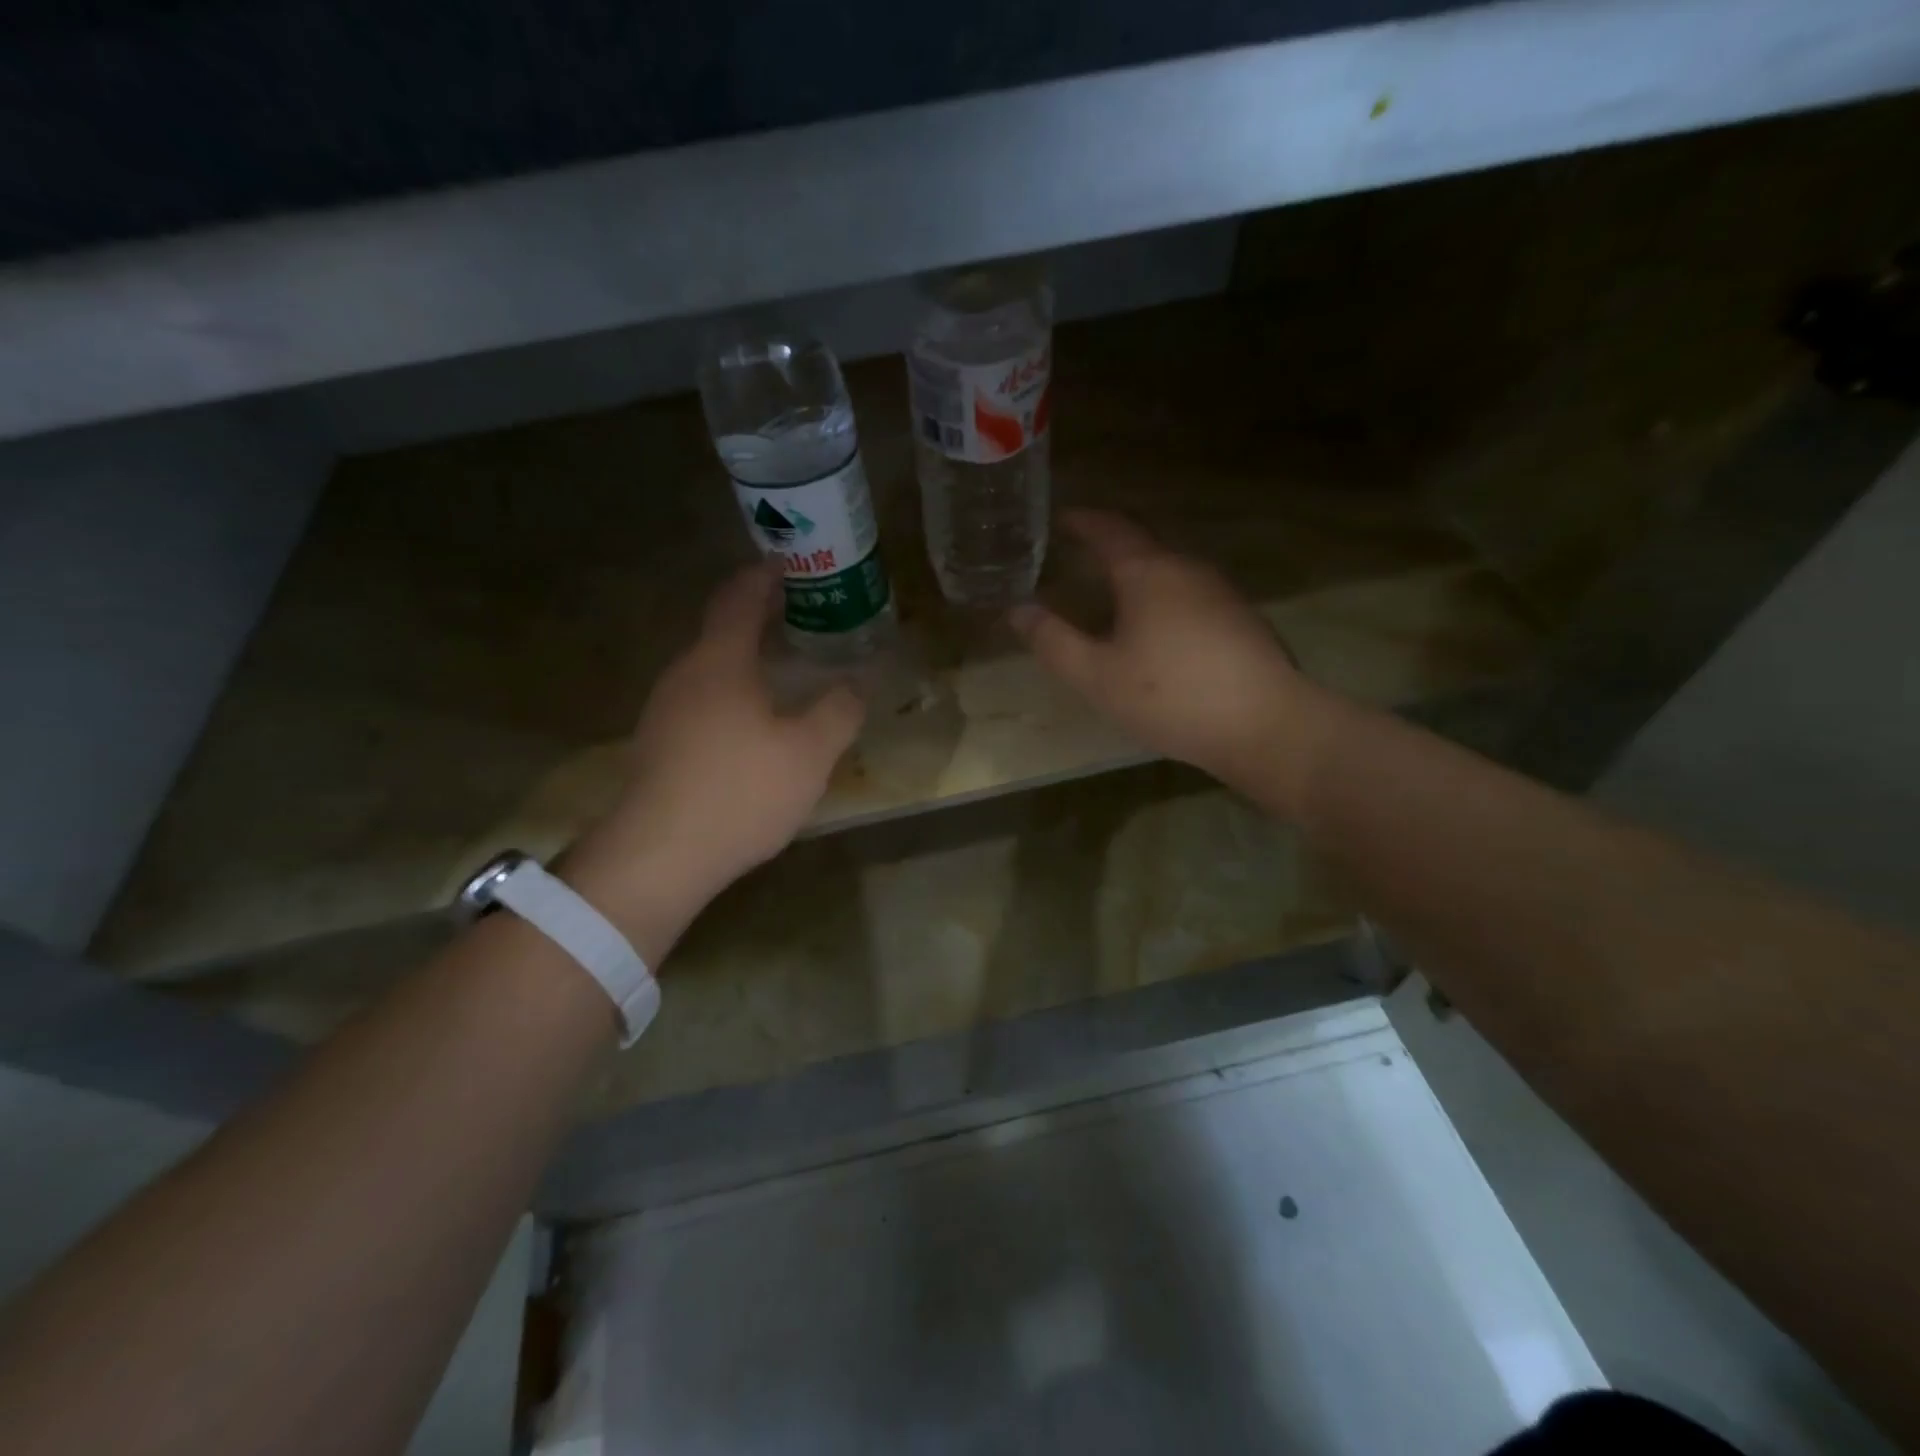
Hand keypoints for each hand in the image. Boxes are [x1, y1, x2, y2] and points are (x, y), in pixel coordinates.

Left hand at [562, 561, 865, 958]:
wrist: (659, 856)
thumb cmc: (740, 791)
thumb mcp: (809, 753)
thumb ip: (839, 711)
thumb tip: (855, 685)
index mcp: (720, 662)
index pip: (740, 599)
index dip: (763, 578)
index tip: (787, 565)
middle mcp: (685, 675)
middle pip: (720, 631)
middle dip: (758, 618)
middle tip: (798, 617)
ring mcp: (664, 711)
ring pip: (710, 669)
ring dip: (744, 659)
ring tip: (781, 668)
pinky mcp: (658, 745)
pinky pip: (701, 700)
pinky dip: (731, 693)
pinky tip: (752, 723)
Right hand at [1013, 510, 1319, 798]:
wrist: (1264, 724)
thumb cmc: (1170, 696)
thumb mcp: (1097, 676)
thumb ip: (1053, 642)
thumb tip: (1017, 610)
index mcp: (1147, 572)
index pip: (1109, 528)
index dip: (1081, 520)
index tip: (1060, 517)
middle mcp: (1186, 568)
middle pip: (1144, 540)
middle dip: (1110, 541)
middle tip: (1081, 551)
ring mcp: (1221, 590)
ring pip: (1170, 567)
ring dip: (1139, 569)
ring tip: (1113, 589)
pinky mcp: (1241, 617)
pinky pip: (1191, 591)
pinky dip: (1164, 594)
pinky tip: (1159, 625)